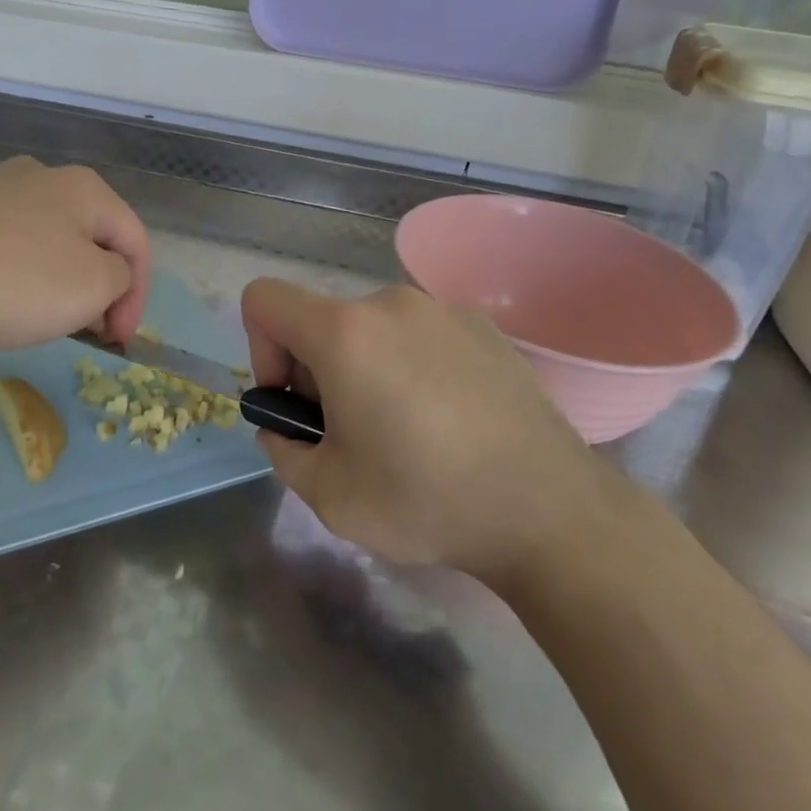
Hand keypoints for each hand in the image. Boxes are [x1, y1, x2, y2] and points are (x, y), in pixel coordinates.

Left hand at [0, 158, 150, 350]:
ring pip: (47, 241)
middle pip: (91, 238)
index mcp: (84, 187)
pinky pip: (4, 245)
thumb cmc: (13, 280)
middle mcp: (41, 176)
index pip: (135, 242)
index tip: (120, 340)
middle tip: (88, 330)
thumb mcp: (92, 287)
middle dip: (98, 287)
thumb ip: (119, 280)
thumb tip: (106, 276)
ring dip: (59, 283)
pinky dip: (16, 275)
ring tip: (42, 320)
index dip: (139, 295)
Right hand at [240, 280, 603, 577]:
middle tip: (351, 435)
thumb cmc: (426, 500)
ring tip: (405, 431)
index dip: (259, 349)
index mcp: (344, 332)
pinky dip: (412, 365)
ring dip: (365, 368)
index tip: (293, 405)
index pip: (264, 299)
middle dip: (317, 372)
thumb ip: (283, 451)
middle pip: (321, 321)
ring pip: (372, 329)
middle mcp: (391, 303)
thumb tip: (285, 428)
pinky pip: (420, 334)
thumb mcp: (328, 495)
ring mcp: (444, 309)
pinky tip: (449, 420)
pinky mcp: (484, 327)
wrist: (550, 511)